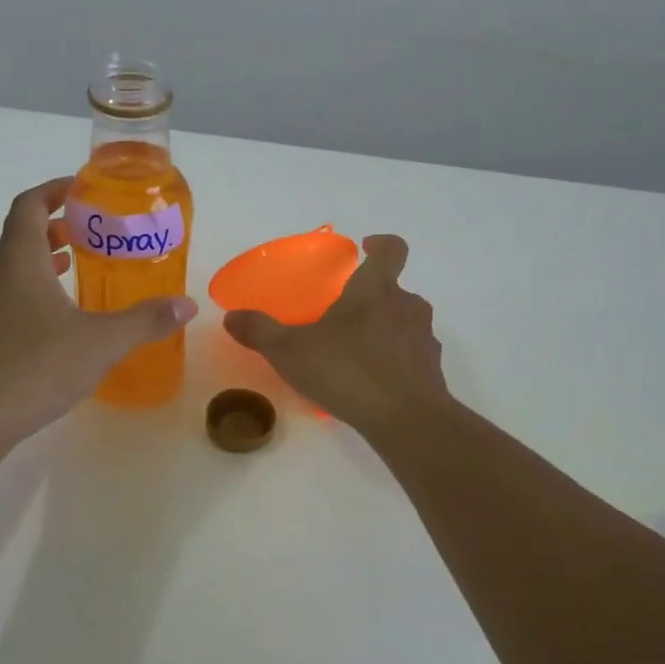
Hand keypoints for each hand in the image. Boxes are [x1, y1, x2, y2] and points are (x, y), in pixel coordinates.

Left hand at [0, 178, 197, 448]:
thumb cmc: (34, 367)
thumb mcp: (101, 342)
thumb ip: (145, 320)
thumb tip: (188, 305)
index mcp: (18, 259)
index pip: (29, 205)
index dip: (54, 190)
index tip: (81, 189)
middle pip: (21, 235)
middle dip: (55, 228)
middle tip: (91, 234)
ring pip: (12, 269)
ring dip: (43, 262)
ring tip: (76, 270)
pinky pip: (5, 298)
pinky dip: (32, 292)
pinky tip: (57, 323)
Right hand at [223, 234, 449, 437]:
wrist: (405, 419)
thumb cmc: (347, 371)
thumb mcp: (290, 351)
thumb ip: (260, 331)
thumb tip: (232, 316)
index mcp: (375, 290)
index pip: (392, 249)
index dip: (381, 244)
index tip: (366, 249)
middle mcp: (406, 306)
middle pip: (395, 289)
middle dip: (373, 297)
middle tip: (346, 314)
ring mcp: (424, 338)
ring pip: (406, 321)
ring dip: (387, 328)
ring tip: (358, 351)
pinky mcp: (432, 370)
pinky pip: (413, 355)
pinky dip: (398, 360)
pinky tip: (375, 382)